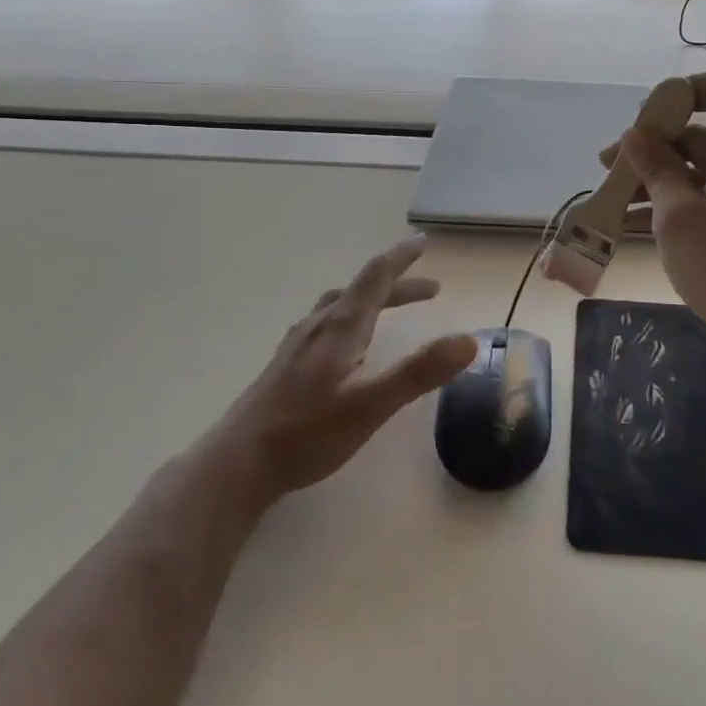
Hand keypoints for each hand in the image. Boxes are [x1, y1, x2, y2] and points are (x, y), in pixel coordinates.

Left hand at [212, 235, 477, 512]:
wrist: (236, 464)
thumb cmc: (306, 433)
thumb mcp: (371, 405)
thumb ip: (419, 372)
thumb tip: (469, 341)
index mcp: (340, 327)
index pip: (376, 277)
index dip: (401, 258)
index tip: (423, 241)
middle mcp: (318, 326)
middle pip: (362, 291)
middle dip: (397, 285)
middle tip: (430, 289)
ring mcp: (297, 344)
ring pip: (340, 307)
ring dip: (372, 300)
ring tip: (389, 308)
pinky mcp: (286, 365)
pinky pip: (326, 324)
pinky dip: (350, 318)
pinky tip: (345, 344)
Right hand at [615, 73, 705, 367]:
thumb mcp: (679, 217)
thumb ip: (655, 169)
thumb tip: (634, 137)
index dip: (680, 94)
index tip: (642, 125)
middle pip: (701, 131)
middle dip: (651, 146)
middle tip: (607, 168)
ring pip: (699, 167)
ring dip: (655, 179)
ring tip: (610, 200)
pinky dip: (674, 201)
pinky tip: (632, 223)